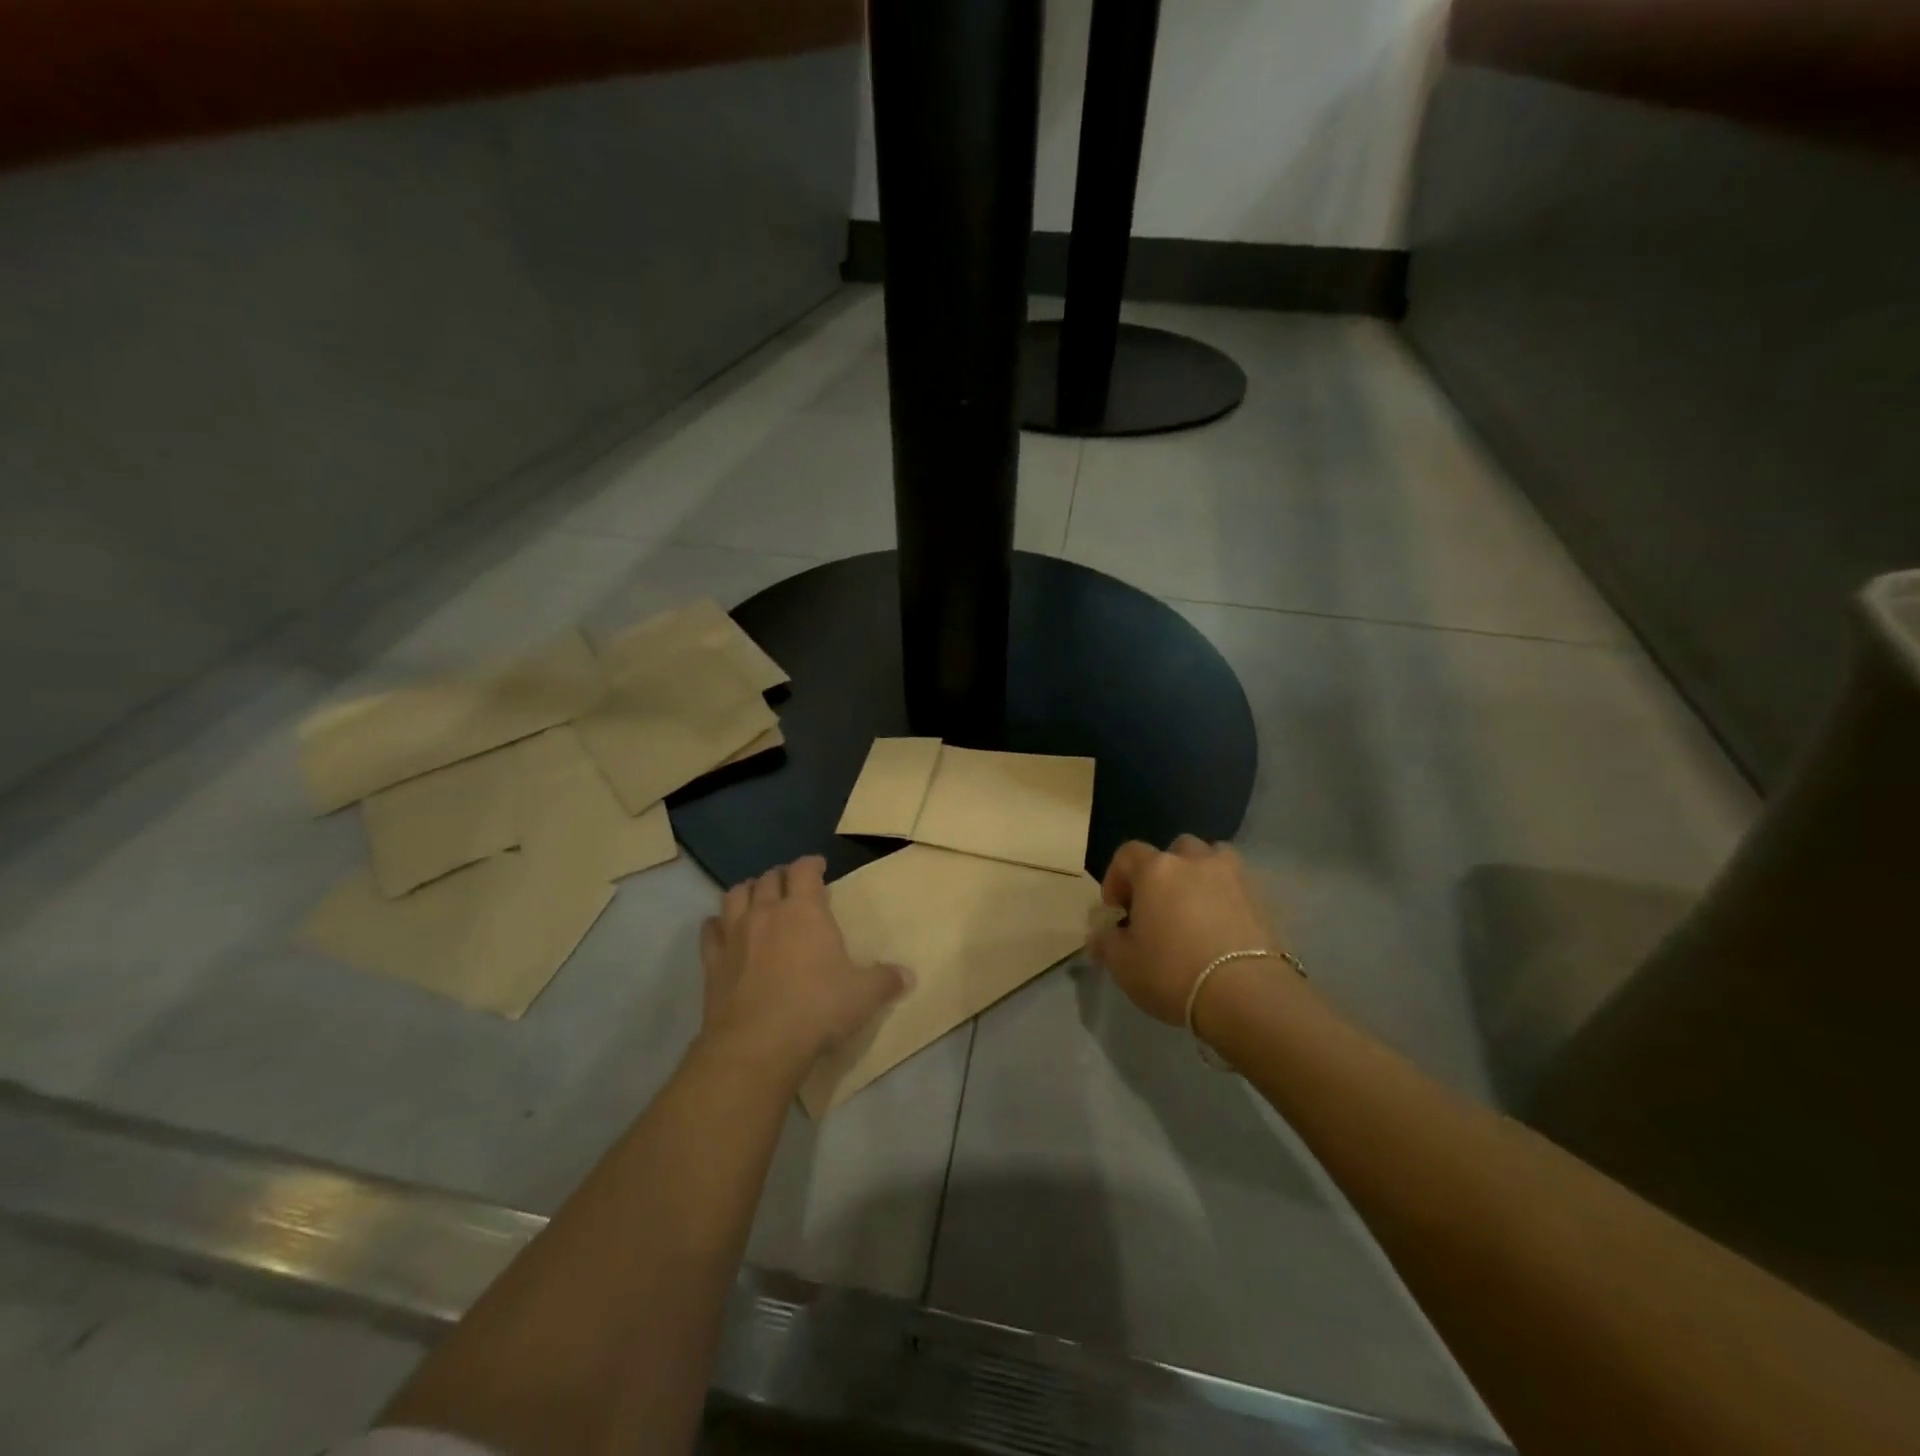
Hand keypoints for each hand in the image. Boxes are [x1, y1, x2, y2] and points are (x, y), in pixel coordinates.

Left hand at [700, 855, 908, 1075]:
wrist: (758, 1044)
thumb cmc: (817, 1008)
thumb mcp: (864, 995)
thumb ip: (886, 981)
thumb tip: (909, 975)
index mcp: (804, 910)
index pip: (804, 870)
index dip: (812, 864)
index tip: (818, 867)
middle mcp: (767, 912)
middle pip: (769, 878)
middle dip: (781, 877)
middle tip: (790, 885)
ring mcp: (735, 935)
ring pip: (735, 895)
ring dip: (747, 891)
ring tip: (755, 898)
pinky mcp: (712, 962)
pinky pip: (709, 931)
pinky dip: (716, 925)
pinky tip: (721, 930)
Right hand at [1089, 835, 1288, 1025]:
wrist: (1246, 994)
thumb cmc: (1172, 972)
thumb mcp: (1123, 964)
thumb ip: (1106, 942)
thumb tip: (1102, 934)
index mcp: (1156, 869)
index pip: (1127, 854)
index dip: (1116, 878)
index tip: (1116, 910)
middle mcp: (1195, 861)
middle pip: (1174, 851)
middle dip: (1162, 873)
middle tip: (1157, 907)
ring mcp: (1233, 876)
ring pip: (1212, 860)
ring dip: (1199, 876)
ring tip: (1195, 910)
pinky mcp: (1262, 899)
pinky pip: (1236, 887)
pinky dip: (1226, 899)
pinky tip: (1221, 929)